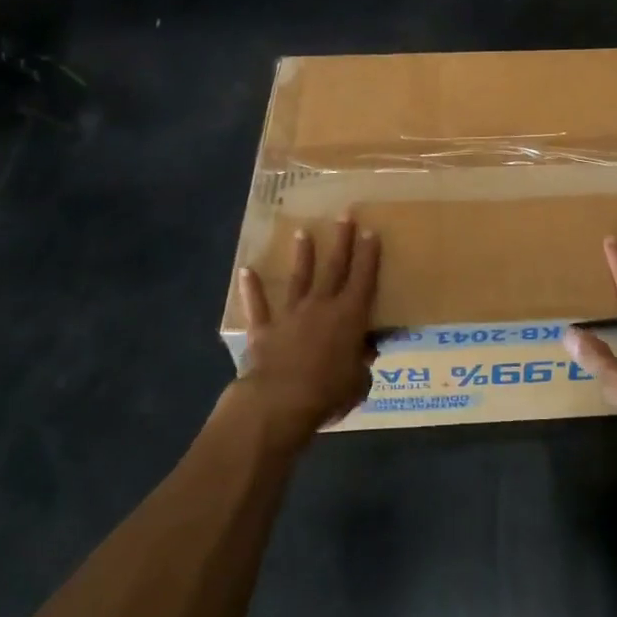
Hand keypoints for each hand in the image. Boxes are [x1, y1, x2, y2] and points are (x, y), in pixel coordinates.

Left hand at [233, 218, 380, 444]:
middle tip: (344, 214)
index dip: (369, 255)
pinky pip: (258, 306)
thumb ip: (362, 365)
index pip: (364, 278)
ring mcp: (291, 315)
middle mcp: (322, 306)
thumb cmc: (328, 392)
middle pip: (334, 267)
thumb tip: (363, 359)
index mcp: (350, 316)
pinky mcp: (264, 329)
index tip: (371, 231)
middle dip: (341, 240)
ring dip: (302, 255)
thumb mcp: (359, 381)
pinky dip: (252, 289)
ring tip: (302, 232)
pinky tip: (246, 271)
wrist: (279, 401)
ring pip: (299, 278)